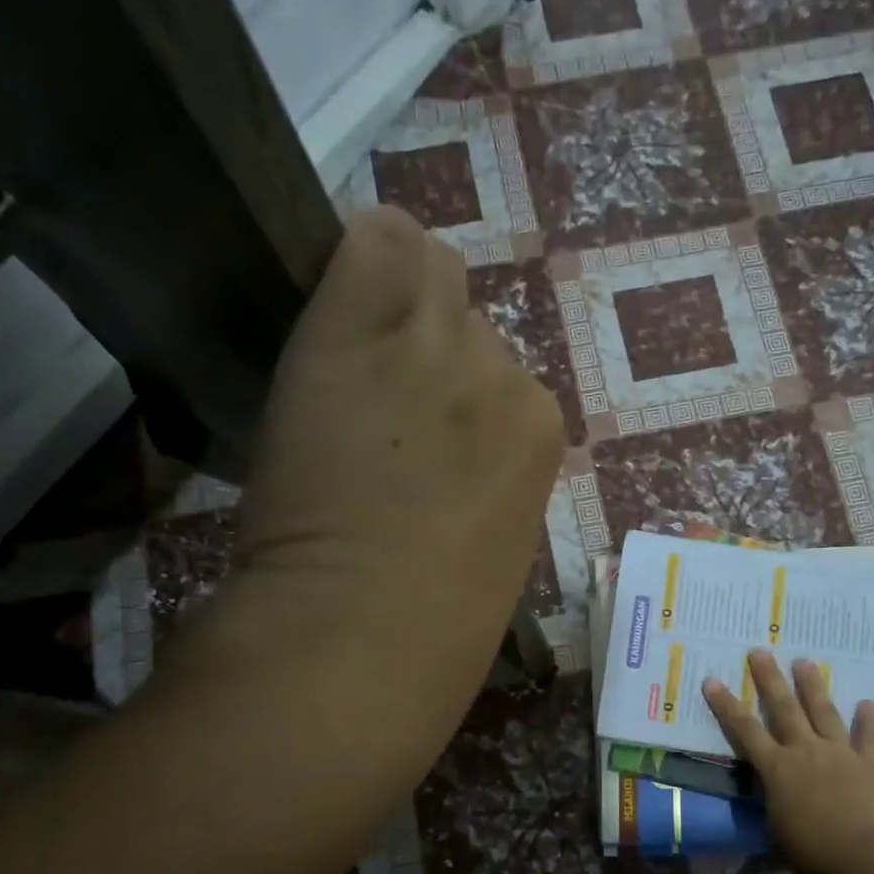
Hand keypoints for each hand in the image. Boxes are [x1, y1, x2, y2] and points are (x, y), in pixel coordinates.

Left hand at [192, 206, 564, 785]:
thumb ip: (488, 473)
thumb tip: (455, 444)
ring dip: (391, 303)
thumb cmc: (437, 623)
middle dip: (428, 343)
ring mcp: (432, 344)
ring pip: (425, 269)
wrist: (362, 632)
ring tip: (350, 355)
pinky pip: (374, 240)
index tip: (422, 426)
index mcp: (540, 429)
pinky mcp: (355, 328)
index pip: (503, 370)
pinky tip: (332, 302)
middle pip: (466, 315)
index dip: (458, 392)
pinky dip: (356, 259)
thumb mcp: (494, 541)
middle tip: (379, 393)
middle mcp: (500, 370)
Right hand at [703, 651, 873, 873]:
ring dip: (813, 686)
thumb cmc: (813, 855)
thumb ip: (776, 804)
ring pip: (824, 712)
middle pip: (784, 708)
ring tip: (805, 661)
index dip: (726, 705)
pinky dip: (868, 720)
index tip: (712, 680)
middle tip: (760, 651)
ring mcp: (840, 754)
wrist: (865, 860)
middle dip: (770, 678)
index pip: (744, 730)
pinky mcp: (871, 765)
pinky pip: (869, 738)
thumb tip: (777, 796)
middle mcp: (806, 751)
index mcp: (777, 770)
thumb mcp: (779, 829)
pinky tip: (867, 703)